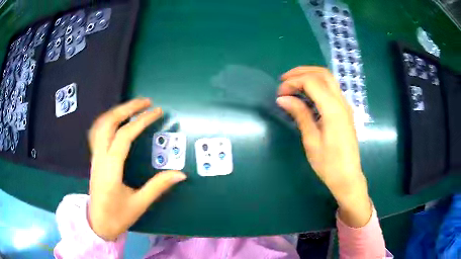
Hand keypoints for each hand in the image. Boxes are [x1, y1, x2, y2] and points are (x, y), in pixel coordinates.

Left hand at [88, 98, 186, 240]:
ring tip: (133, 107)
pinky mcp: (95, 159)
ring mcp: (95, 157)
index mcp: (111, 169)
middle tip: (145, 102)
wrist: (98, 224)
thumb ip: (158, 186)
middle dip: (127, 108)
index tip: (157, 111)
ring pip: (100, 125)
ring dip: (116, 111)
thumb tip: (180, 174)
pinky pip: (97, 132)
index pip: (125, 136)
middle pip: (109, 123)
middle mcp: (100, 158)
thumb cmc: (117, 216)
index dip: (141, 121)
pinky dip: (107, 120)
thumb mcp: (139, 204)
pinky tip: (116, 120)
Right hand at [276, 67, 371, 226]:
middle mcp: (342, 102)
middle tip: (284, 80)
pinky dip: (317, 85)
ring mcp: (345, 106)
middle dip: (302, 72)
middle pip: (323, 74)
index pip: (312, 82)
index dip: (293, 82)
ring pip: (329, 79)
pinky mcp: (345, 111)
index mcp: (333, 109)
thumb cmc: (329, 164)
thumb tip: (283, 98)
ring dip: (310, 76)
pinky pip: (331, 89)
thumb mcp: (311, 140)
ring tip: (293, 84)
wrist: (348, 177)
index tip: (280, 93)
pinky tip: (307, 95)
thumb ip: (300, 115)